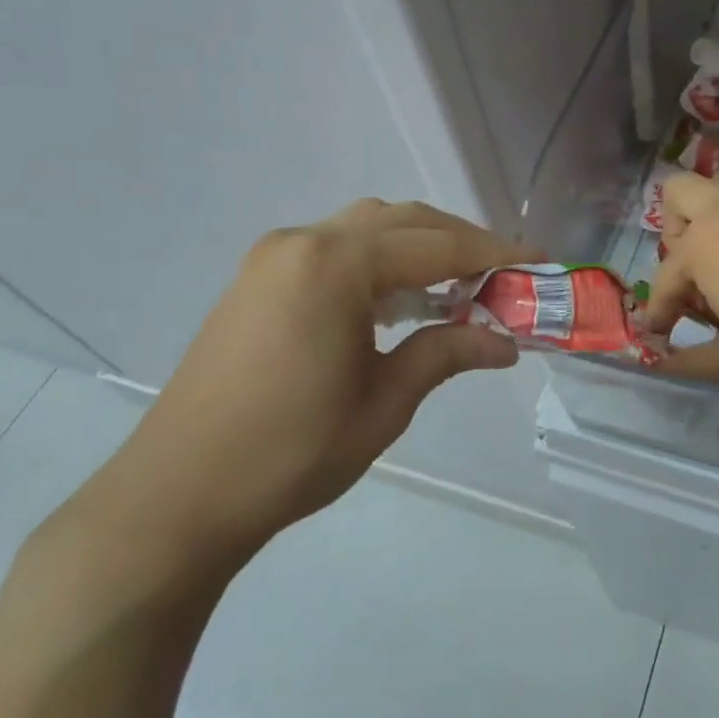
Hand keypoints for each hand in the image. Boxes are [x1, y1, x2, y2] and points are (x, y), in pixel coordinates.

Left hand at [64, 200, 540, 579]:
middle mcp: (302, 242)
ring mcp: (273, 258)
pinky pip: (334, 249)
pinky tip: (397, 300)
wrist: (179, 495)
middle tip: (504, 275)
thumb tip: (506, 342)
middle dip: (459, 242)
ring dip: (418, 247)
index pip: (436, 244)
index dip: (495, 252)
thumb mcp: (385, 401)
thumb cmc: (293, 451)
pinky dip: (378, 261)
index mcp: (335, 264)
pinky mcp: (257, 281)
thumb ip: (448, 353)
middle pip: (402, 221)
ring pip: (366, 228)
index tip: (539, 261)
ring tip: (457, 286)